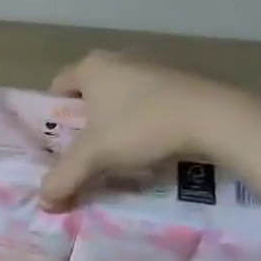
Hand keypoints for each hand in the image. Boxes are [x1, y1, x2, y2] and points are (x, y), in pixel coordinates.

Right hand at [39, 53, 240, 209]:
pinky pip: (150, 101)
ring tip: (123, 152)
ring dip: (117, 121)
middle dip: (86, 121)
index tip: (60, 142)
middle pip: (89, 93)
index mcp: (91, 67)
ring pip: (121, 97)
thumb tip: (43, 201)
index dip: (53, 115)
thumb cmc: (142, 126)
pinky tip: (154, 144)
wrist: (216, 119)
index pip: (56, 87)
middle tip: (88, 151)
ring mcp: (152, 66)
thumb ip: (63, 178)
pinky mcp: (181, 79)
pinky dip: (146, 120)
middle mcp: (118, 58)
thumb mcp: (94, 156)